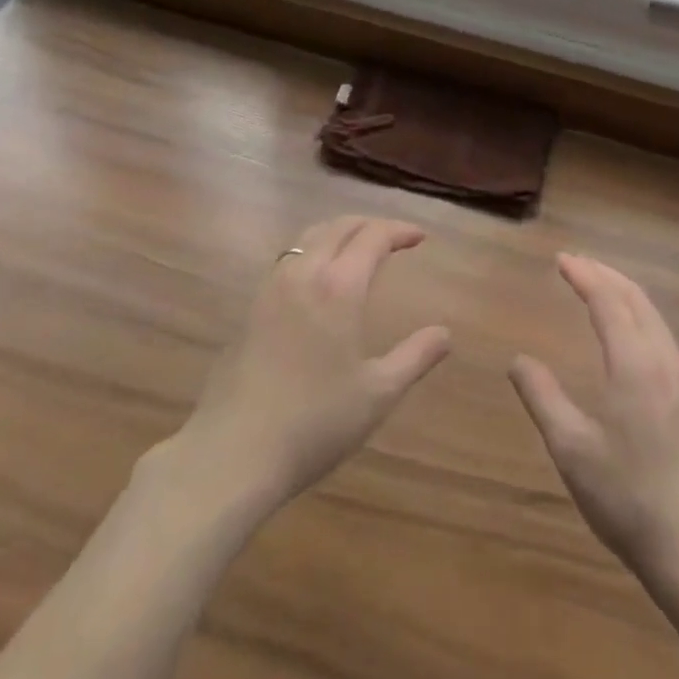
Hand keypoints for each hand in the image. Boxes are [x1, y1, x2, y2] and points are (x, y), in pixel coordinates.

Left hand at [173, 216, 450, 510]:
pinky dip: (311, 251)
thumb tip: (446, 333)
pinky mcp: (250, 309)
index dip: (399, 231)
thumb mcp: (377, 394)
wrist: (233, 453)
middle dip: (369, 224)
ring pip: (308, 238)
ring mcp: (271, 288)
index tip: (420, 237)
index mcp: (339, 287)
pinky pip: (287, 259)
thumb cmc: (314, 423)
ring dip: (337, 232)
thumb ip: (415, 358)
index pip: (373, 237)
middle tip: (392, 237)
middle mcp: (304, 274)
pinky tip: (316, 280)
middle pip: (338, 226)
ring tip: (356, 248)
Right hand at [510, 254, 678, 581]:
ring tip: (597, 286)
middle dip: (604, 274)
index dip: (584, 275)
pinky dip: (639, 314)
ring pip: (654, 316)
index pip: (608, 301)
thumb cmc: (629, 498)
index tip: (560, 260)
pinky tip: (628, 331)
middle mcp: (664, 360)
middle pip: (635, 299)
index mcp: (635, 365)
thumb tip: (518, 360)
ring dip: (624, 292)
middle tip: (575, 263)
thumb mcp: (572, 450)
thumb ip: (543, 398)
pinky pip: (663, 335)